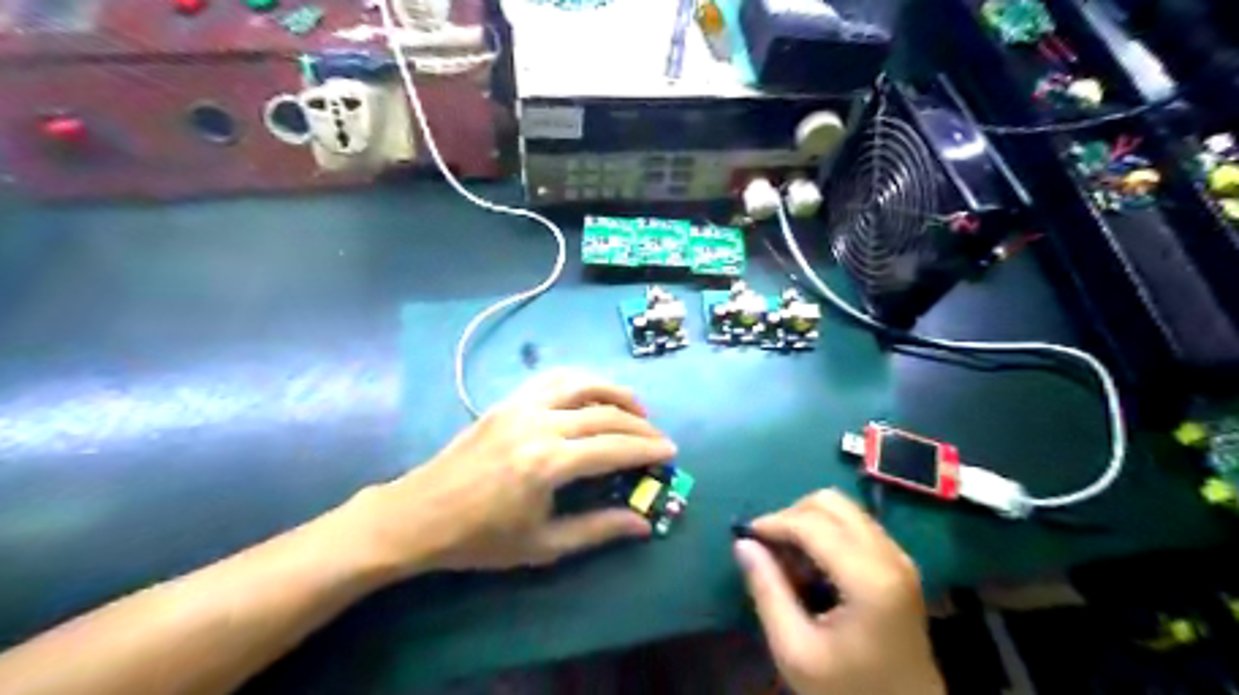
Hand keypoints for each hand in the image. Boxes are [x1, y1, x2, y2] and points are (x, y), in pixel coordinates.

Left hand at [348, 369, 676, 573]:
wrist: (418, 515)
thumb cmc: (479, 539)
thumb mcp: (542, 545)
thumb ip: (597, 530)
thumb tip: (643, 524)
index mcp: (547, 463)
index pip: (613, 447)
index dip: (647, 448)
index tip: (671, 451)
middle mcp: (538, 424)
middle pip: (604, 413)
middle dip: (639, 423)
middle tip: (659, 436)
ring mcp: (520, 406)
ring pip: (580, 383)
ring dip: (614, 390)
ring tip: (635, 406)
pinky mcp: (506, 401)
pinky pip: (552, 379)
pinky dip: (581, 380)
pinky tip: (592, 393)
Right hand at [728, 490, 946, 693]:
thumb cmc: (848, 690)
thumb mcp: (795, 650)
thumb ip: (767, 592)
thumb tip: (743, 543)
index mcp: (869, 578)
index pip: (812, 524)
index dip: (774, 522)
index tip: (746, 536)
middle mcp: (889, 556)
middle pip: (831, 502)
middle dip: (792, 514)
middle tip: (768, 545)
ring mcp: (899, 557)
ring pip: (844, 509)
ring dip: (809, 521)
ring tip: (789, 557)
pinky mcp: (900, 564)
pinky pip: (856, 525)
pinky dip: (827, 531)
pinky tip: (813, 563)